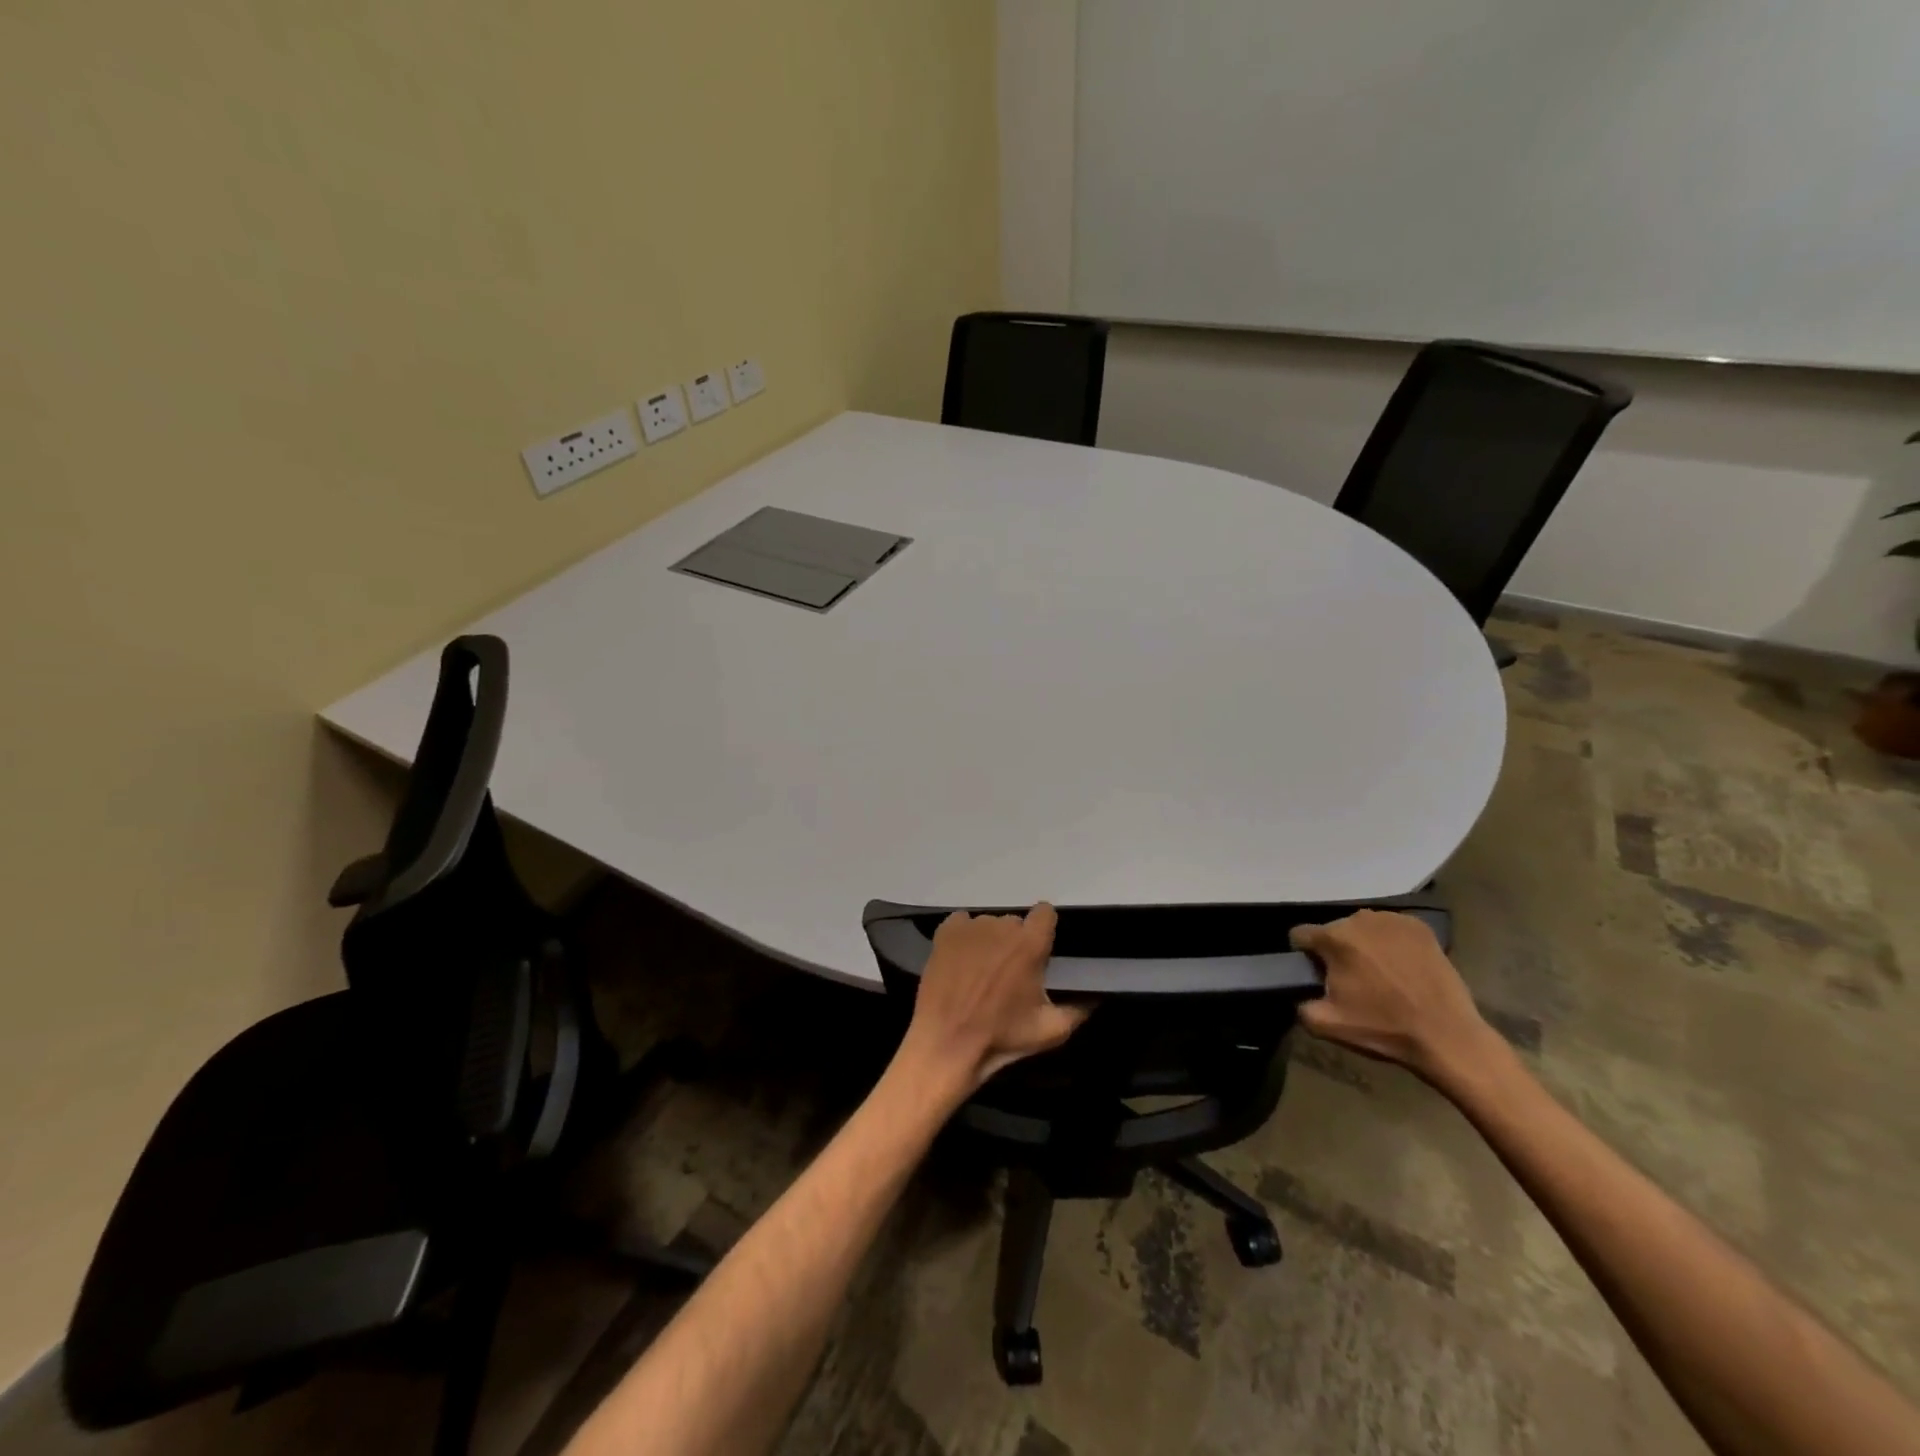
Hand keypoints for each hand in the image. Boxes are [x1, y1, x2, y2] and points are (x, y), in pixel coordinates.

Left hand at [900, 904, 1089, 1096]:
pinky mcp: (946, 932)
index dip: (1044, 930)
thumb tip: (1096, 996)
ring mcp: (971, 926)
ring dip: (990, 941)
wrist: (947, 1044)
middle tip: (1011, 972)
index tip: (1040, 949)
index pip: (1045, 913)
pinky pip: (962, 922)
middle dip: (1016, 942)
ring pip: (989, 924)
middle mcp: (1002, 926)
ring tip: (982, 970)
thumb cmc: (1001, 1038)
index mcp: (1030, 944)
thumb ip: (1079, 1009)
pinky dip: (964, 936)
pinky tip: (961, 959)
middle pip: (1016, 923)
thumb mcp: (1051, 1032)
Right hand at [1289, 910, 1495, 1088]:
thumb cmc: (1384, 1029)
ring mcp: (1392, 920)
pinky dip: (1390, 942)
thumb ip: (1299, 1004)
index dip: (1304, 956)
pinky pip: (1391, 929)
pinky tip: (1402, 965)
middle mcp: (1359, 919)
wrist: (1447, 1037)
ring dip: (1363, 944)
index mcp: (1334, 938)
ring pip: (1362, 928)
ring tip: (1380, 973)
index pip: (1300, 935)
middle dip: (1337, 950)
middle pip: (1333, 930)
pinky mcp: (1420, 926)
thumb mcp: (1326, 1025)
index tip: (1318, 974)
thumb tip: (1299, 993)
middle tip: (1353, 979)